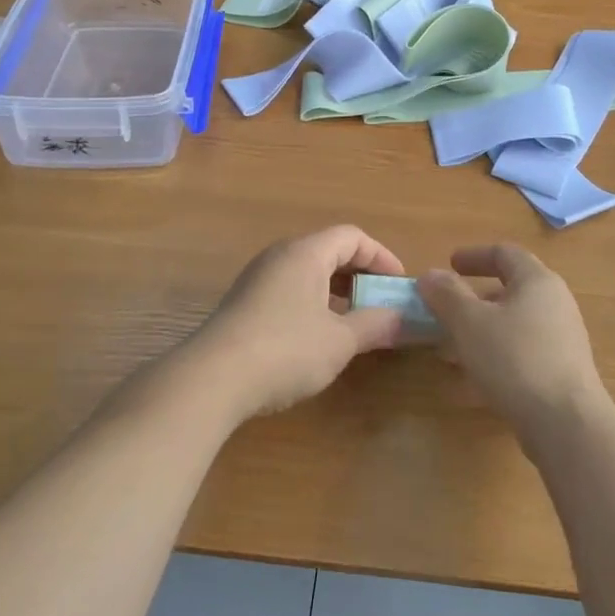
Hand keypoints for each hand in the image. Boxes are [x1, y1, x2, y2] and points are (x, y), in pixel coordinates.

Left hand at [182, 227, 406, 421]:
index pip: (352, 236)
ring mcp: (258, 278)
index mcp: (306, 252)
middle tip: (382, 302)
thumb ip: (374, 325)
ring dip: (337, 290)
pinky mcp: (245, 302)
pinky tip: (318, 336)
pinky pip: (290, 288)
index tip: (399, 285)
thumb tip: (402, 319)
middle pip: (329, 250)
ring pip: (308, 271)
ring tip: (355, 321)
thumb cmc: (285, 349)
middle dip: (361, 274)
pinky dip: (314, 302)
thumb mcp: (339, 341)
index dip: (381, 256)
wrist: (212, 378)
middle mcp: (281, 255)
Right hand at [419, 245, 610, 439]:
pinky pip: (522, 352)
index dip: (474, 256)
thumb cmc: (515, 359)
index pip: (505, 254)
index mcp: (537, 281)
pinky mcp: (562, 372)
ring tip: (449, 350)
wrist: (567, 424)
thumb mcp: (469, 323)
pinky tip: (472, 380)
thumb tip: (430, 275)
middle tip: (444, 311)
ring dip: (480, 331)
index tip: (450, 264)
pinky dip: (495, 355)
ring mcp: (562, 340)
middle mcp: (555, 304)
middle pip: (509, 290)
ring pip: (513, 325)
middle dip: (472, 300)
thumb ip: (447, 295)